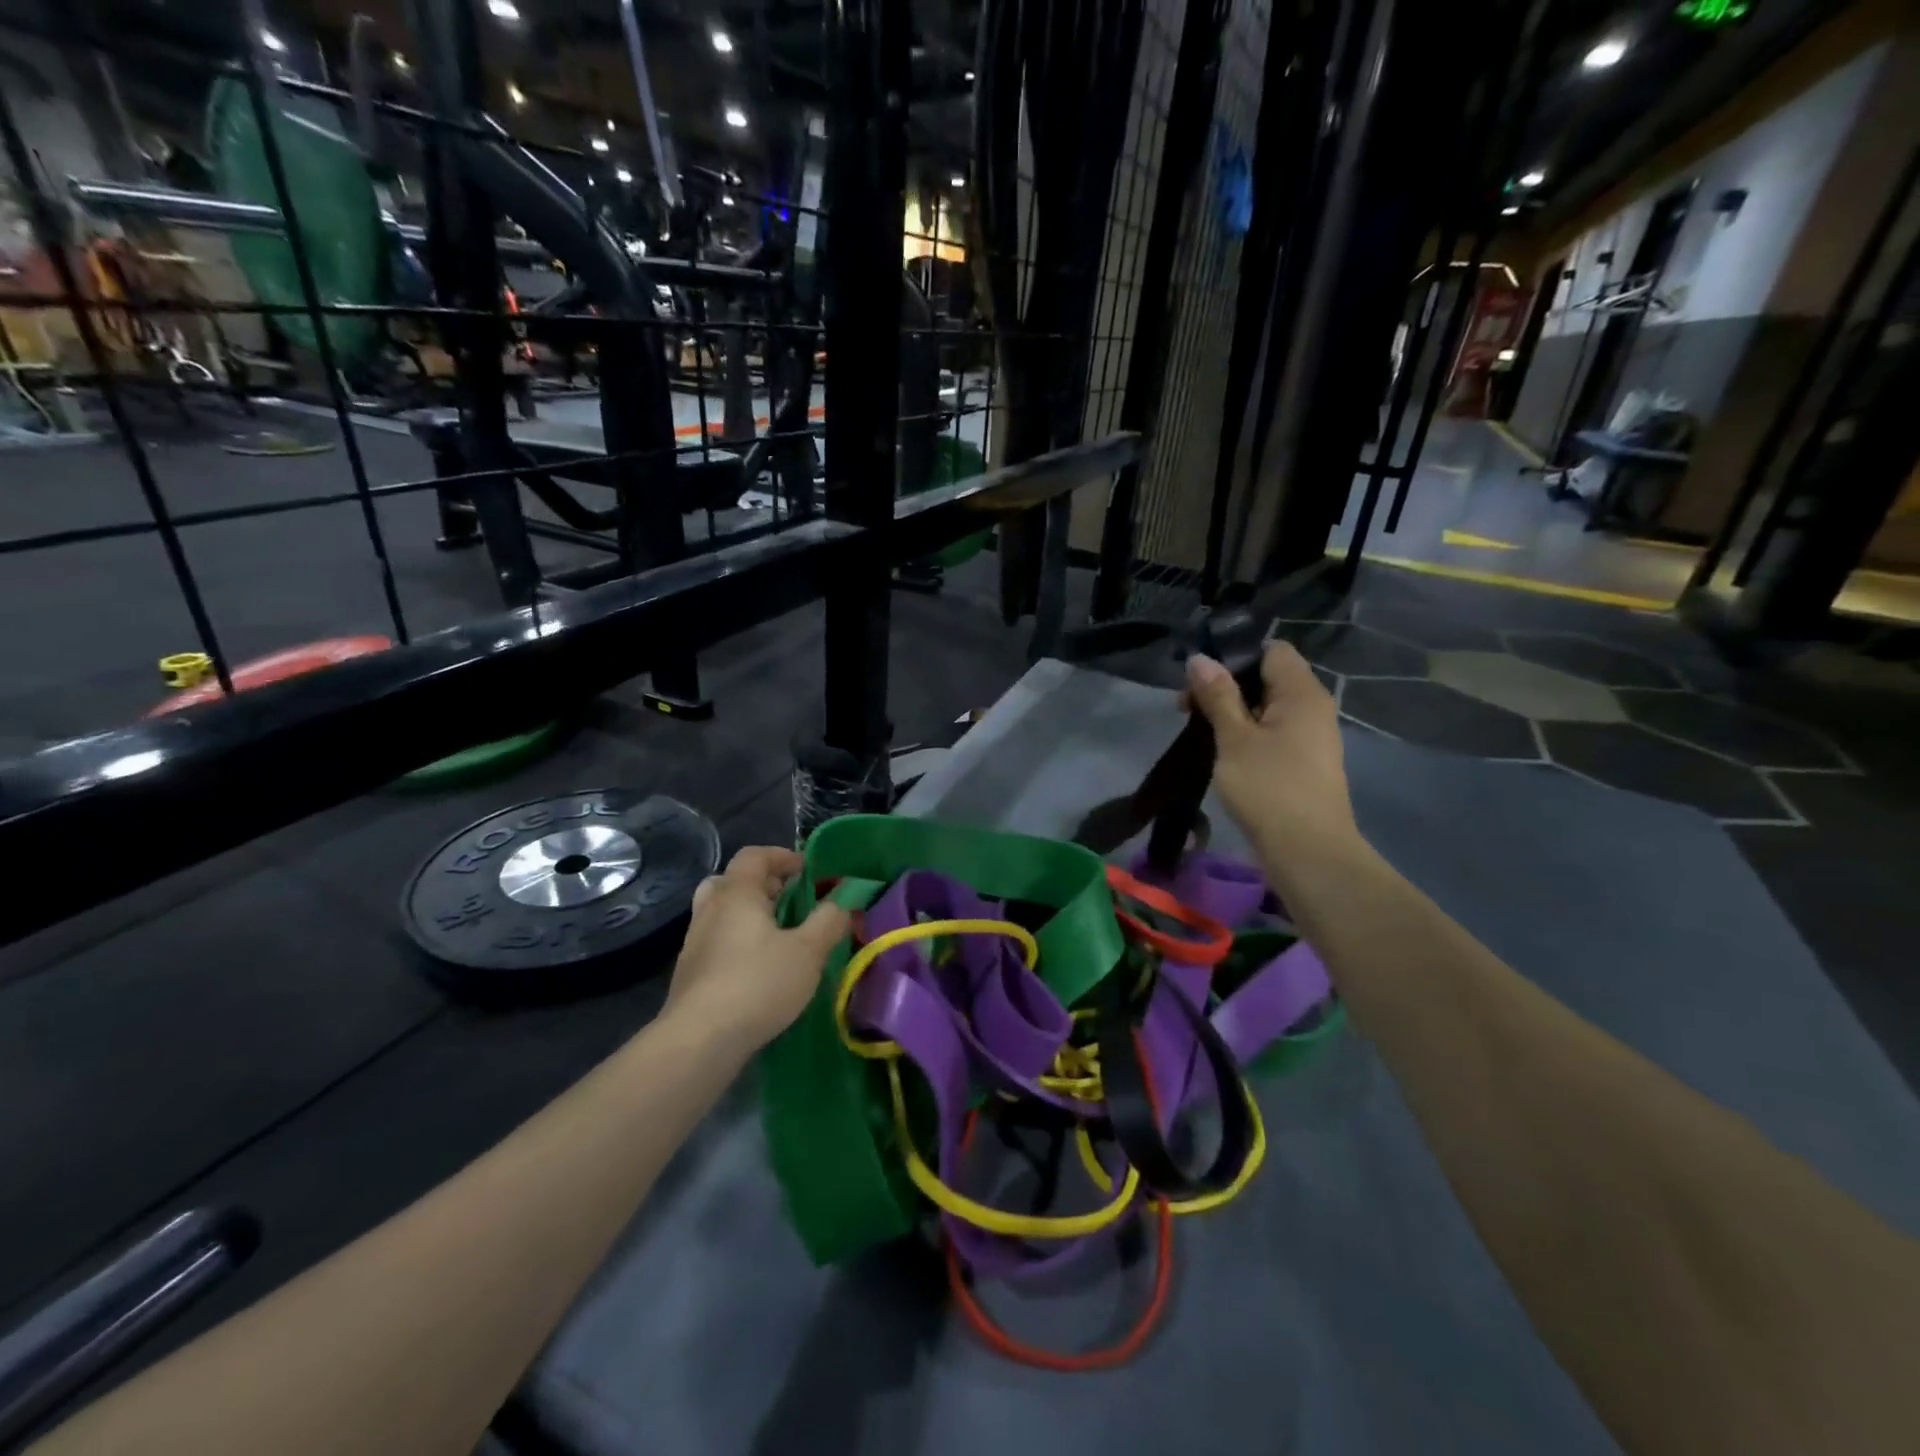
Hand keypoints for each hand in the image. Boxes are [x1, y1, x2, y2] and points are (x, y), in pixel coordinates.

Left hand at [664, 846, 849, 1053]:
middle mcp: (710, 910)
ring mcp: (694, 942)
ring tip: (777, 936)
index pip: (754, 856)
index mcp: (737, 894)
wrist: (699, 1040)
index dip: (781, 856)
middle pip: (732, 881)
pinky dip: (737, 941)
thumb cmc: (758, 984)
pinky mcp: (689, 973)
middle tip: (789, 901)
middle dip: (763, 885)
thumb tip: (841, 901)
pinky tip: (758, 968)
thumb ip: (828, 921)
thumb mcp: (808, 952)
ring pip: (721, 912)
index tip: (806, 870)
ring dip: (748, 915)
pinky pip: (716, 941)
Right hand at [1184, 643, 1359, 861]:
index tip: (1198, 676)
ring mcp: (1310, 738)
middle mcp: (1312, 708)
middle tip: (1185, 708)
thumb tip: (1200, 659)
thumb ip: (1217, 695)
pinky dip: (1245, 735)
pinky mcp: (1302, 763)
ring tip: (1197, 731)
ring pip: (1266, 708)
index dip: (1234, 655)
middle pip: (1266, 678)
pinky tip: (1220, 753)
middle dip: (1224, 687)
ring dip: (1231, 713)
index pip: (1271, 650)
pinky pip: (1271, 734)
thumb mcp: (1234, 738)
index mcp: (1302, 693)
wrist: (1308, 852)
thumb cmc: (1269, 788)